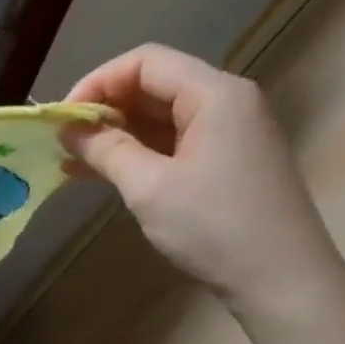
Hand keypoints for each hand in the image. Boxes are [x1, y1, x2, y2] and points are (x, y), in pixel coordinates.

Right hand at [59, 44, 344, 325]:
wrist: (282, 280)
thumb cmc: (214, 227)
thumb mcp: (149, 187)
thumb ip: (106, 150)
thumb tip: (69, 130)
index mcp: (215, 94)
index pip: (145, 63)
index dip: (97, 83)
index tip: (62, 119)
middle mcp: (227, 102)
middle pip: (155, 85)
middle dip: (104, 108)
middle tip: (63, 141)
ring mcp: (230, 133)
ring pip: (162, 117)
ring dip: (116, 133)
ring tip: (72, 159)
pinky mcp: (227, 162)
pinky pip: (174, 143)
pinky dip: (138, 153)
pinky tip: (103, 173)